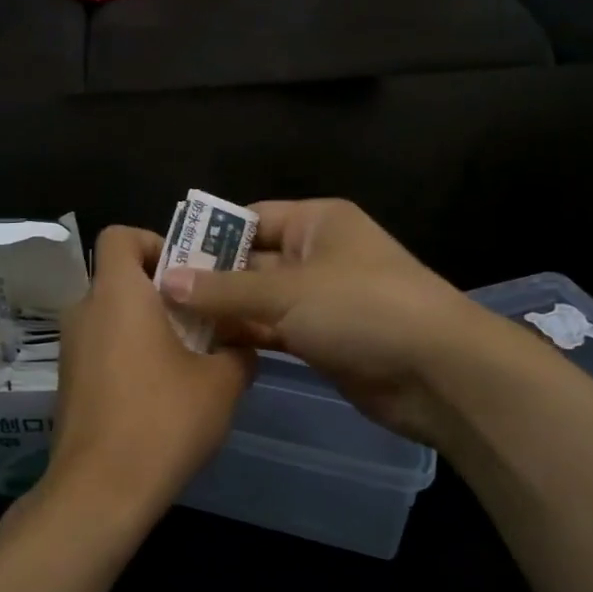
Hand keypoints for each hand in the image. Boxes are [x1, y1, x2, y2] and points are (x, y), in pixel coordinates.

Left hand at [40, 226, 254, 528]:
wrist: (100, 491)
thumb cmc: (163, 420)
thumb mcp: (221, 383)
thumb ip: (238, 352)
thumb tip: (242, 347)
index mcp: (118, 295)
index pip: (120, 236)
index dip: (153, 241)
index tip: (186, 273)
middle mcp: (85, 312)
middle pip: (120, 278)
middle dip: (161, 291)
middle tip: (202, 317)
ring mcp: (71, 350)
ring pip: (113, 316)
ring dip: (148, 325)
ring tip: (190, 358)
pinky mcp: (69, 383)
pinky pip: (103, 348)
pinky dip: (130, 354)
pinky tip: (162, 392)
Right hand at [159, 199, 485, 444]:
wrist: (436, 372)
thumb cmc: (361, 308)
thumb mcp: (286, 292)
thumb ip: (224, 289)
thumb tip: (165, 280)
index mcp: (316, 222)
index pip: (250, 219)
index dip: (209, 237)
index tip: (163, 260)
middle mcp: (317, 254)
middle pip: (252, 260)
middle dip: (210, 279)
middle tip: (156, 299)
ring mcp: (321, 299)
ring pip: (260, 300)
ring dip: (225, 312)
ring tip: (170, 325)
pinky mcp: (323, 339)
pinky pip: (275, 331)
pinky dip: (247, 337)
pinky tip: (207, 347)